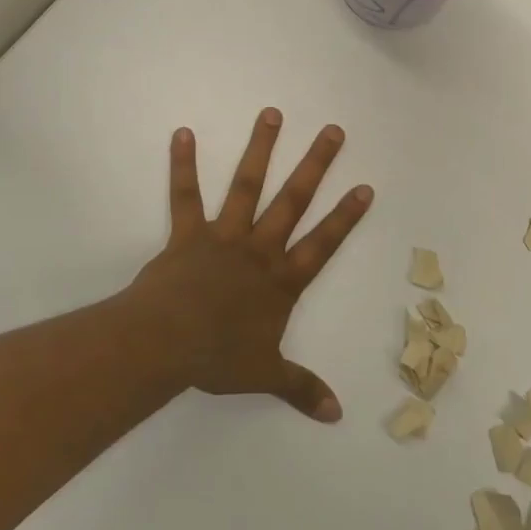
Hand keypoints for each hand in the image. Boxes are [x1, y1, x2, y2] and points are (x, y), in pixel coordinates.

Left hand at [125, 109, 372, 421]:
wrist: (166, 343)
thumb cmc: (218, 357)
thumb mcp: (266, 375)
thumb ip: (302, 389)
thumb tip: (337, 415)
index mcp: (282, 280)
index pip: (324, 243)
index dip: (346, 216)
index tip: (364, 186)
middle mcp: (259, 249)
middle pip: (294, 200)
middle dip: (315, 164)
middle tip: (332, 130)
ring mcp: (223, 236)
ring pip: (247, 186)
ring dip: (260, 149)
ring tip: (271, 114)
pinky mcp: (187, 234)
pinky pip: (185, 195)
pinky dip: (184, 164)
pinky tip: (183, 133)